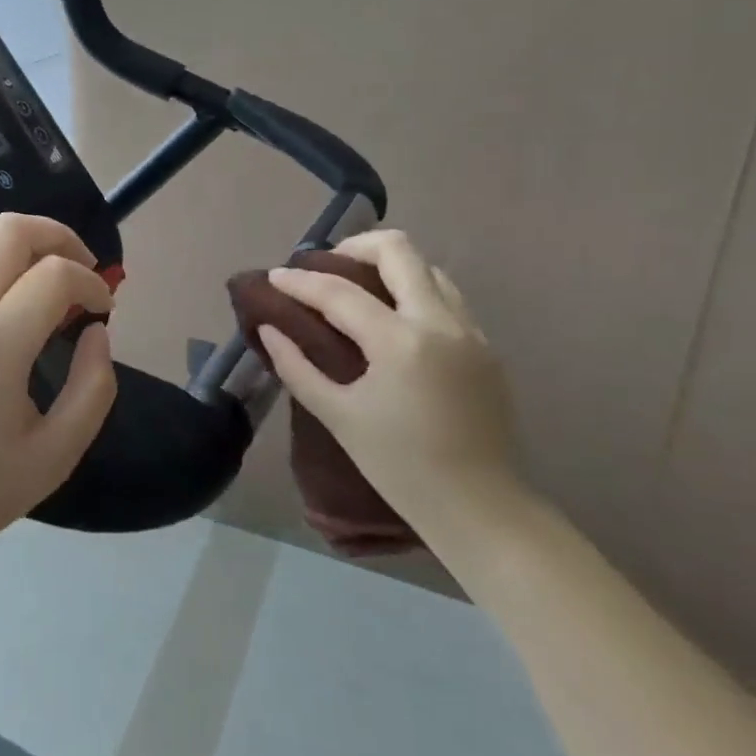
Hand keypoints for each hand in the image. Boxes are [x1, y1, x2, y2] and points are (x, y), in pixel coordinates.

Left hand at [0, 213, 116, 583]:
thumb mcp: (56, 456)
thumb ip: (94, 388)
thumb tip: (97, 332)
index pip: (55, 275)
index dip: (92, 283)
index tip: (103, 312)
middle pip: (11, 229)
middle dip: (59, 237)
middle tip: (81, 271)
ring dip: (20, 247)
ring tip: (42, 283)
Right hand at [255, 228, 520, 529]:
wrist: (480, 508)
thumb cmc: (400, 467)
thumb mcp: (339, 417)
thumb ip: (298, 367)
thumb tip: (270, 329)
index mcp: (401, 342)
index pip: (340, 292)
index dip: (301, 281)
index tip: (275, 276)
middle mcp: (440, 323)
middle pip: (398, 250)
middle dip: (355, 247)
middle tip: (325, 268)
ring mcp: (470, 332)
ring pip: (429, 268)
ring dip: (390, 267)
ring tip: (359, 289)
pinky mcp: (486, 347)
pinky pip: (447, 297)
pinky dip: (414, 292)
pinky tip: (394, 320)